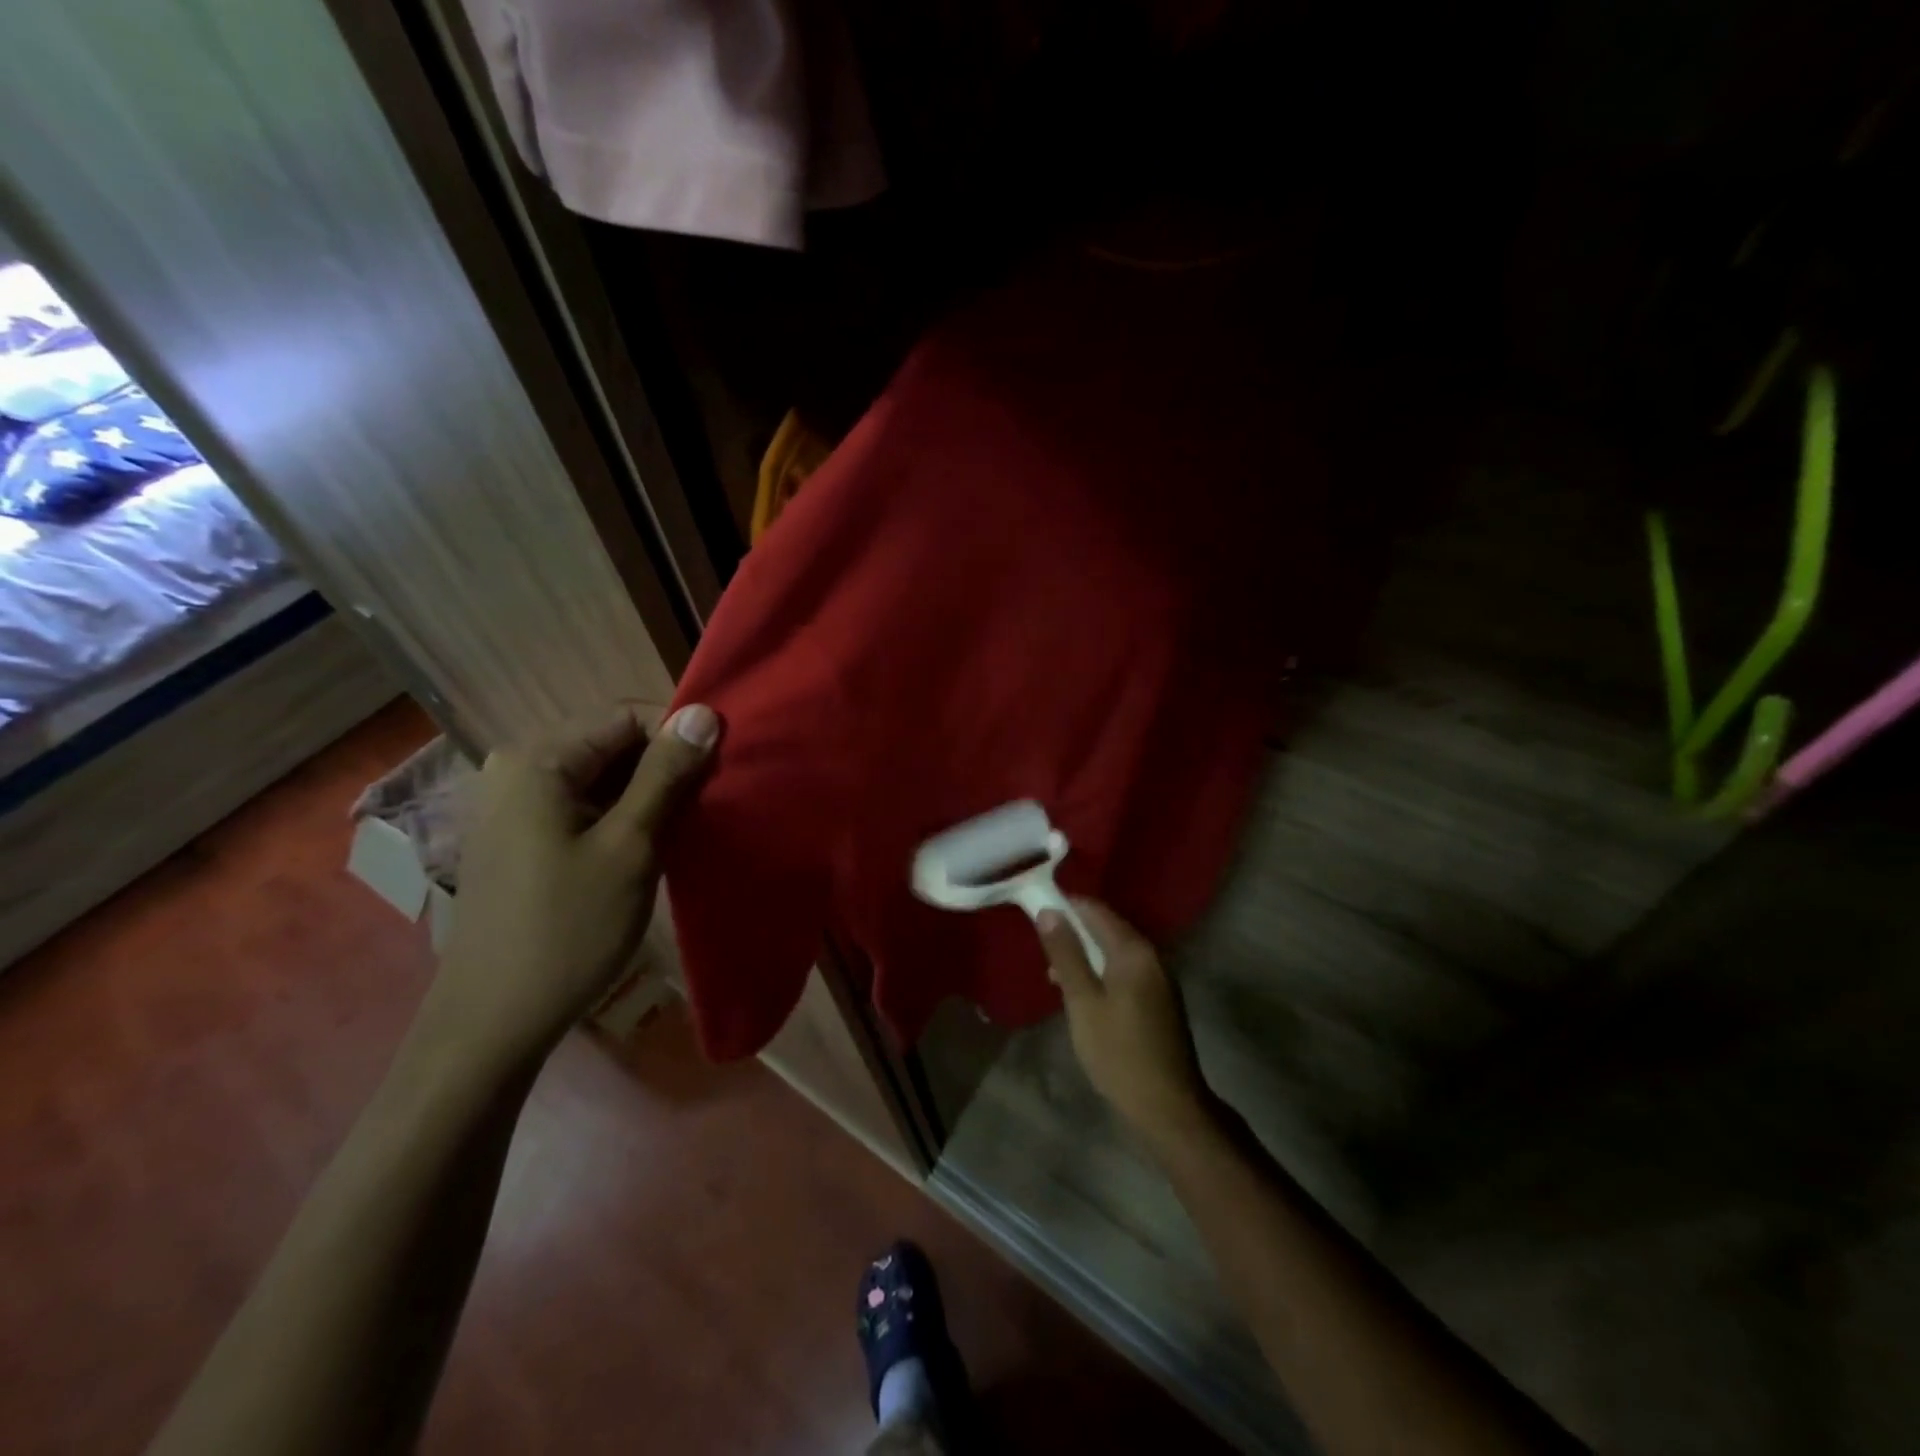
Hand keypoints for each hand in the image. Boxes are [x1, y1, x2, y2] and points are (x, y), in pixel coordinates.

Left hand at [423, 703, 720, 1067]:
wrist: (493, 1021)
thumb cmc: (568, 929)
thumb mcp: (630, 846)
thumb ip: (667, 775)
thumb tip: (704, 712)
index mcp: (539, 760)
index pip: (626, 716)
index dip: (678, 737)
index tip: (718, 773)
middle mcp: (518, 768)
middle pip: (611, 743)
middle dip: (664, 767)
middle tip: (706, 805)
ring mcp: (513, 804)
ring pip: (600, 775)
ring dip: (646, 794)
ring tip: (683, 828)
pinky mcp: (518, 835)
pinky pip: (582, 803)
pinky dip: (620, 815)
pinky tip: (645, 847)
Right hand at [1038, 899, 1212, 1144]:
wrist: (1168, 1107)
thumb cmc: (1118, 1053)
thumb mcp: (1083, 1002)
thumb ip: (1066, 954)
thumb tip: (1048, 910)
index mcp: (1134, 951)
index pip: (1095, 910)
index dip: (1064, 906)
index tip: (1035, 914)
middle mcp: (1151, 956)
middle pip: (1106, 928)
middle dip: (1073, 933)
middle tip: (1042, 951)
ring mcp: (1159, 979)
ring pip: (1114, 952)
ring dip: (1085, 956)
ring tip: (1055, 976)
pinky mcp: (1159, 1000)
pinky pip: (1124, 971)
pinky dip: (1101, 974)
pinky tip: (1083, 996)